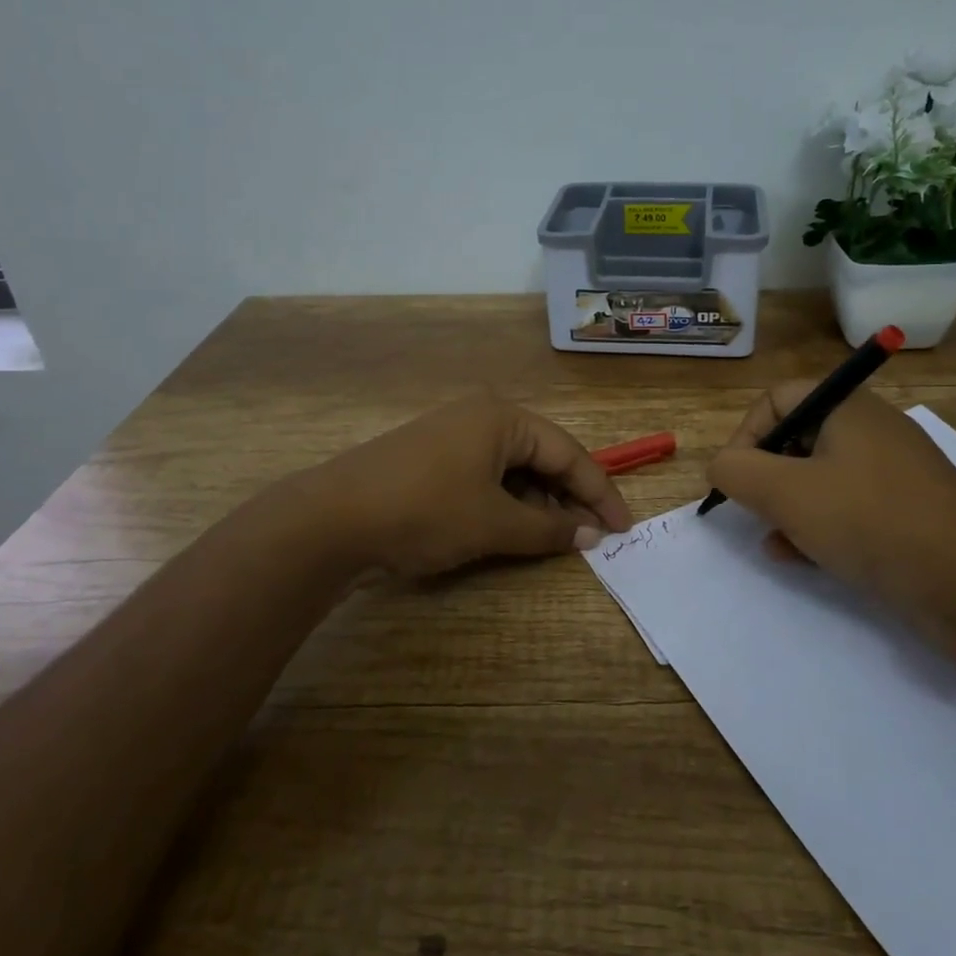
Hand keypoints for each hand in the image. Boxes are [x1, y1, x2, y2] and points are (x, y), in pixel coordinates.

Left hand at [294, 395, 633, 578]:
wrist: (331, 520)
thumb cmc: (425, 511)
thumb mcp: (494, 524)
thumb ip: (549, 529)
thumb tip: (591, 536)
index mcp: (502, 417)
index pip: (568, 452)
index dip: (600, 492)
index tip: (624, 528)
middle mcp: (481, 416)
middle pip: (542, 457)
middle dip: (568, 498)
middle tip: (592, 538)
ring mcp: (453, 436)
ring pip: (513, 469)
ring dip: (537, 503)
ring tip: (554, 539)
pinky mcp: (432, 459)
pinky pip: (486, 477)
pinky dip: (506, 503)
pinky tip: (513, 529)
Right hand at [704, 383, 955, 653]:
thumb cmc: (870, 521)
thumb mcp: (786, 493)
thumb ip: (737, 471)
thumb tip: (720, 466)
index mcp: (847, 409)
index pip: (777, 399)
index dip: (745, 434)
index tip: (735, 477)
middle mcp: (871, 431)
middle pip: (797, 438)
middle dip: (766, 476)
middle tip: (755, 510)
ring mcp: (892, 473)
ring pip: (820, 478)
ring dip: (788, 507)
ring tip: (775, 540)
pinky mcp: (906, 511)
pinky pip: (848, 507)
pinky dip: (820, 525)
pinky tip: (802, 557)